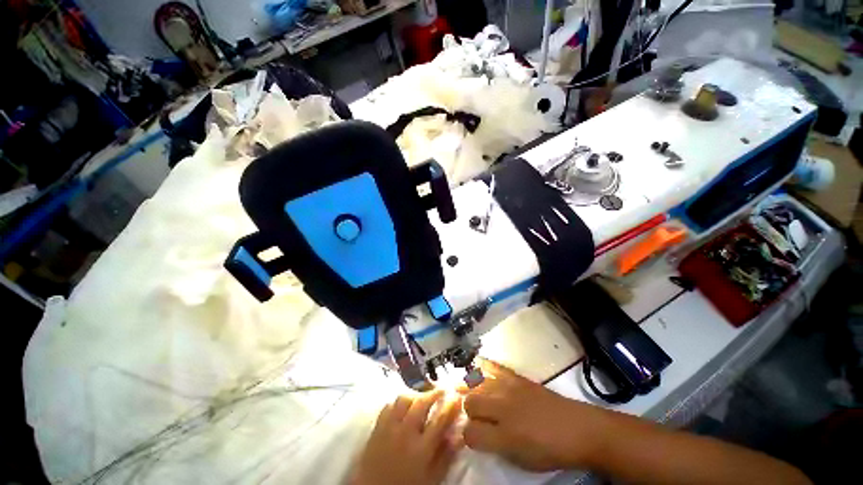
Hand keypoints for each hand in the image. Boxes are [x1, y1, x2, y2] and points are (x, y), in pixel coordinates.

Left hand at [351, 390, 462, 484]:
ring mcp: (389, 428)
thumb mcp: (432, 478)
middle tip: (443, 390)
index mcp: (421, 449)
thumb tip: (459, 435)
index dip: (451, 405)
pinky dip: (398, 402)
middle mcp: (405, 434)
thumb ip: (446, 457)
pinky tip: (404, 406)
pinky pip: (389, 405)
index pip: (440, 419)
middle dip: (435, 393)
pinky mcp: (377, 427)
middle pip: (422, 403)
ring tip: (423, 397)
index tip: (457, 397)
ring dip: (416, 395)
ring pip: (404, 399)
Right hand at [460, 359, 608, 471]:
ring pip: (476, 384)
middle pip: (470, 403)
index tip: (472, 437)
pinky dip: (482, 366)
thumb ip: (496, 447)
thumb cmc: (551, 451)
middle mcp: (503, 409)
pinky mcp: (517, 377)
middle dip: (468, 412)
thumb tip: (478, 434)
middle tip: (475, 416)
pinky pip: (493, 367)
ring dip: (471, 391)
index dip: (468, 437)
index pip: (470, 434)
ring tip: (467, 391)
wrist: (579, 429)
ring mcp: (510, 389)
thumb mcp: (522, 461)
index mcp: (505, 437)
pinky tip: (475, 366)